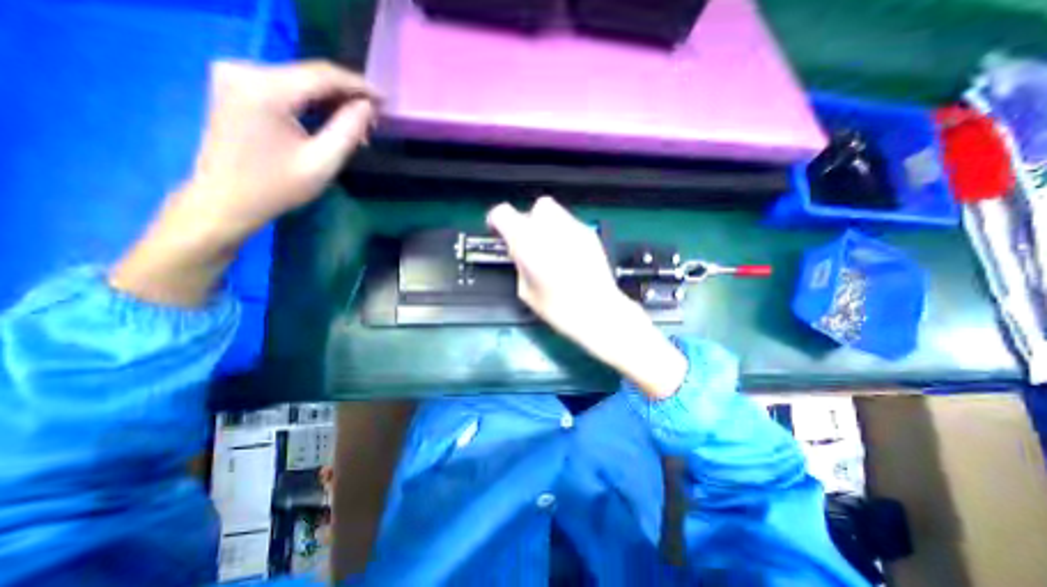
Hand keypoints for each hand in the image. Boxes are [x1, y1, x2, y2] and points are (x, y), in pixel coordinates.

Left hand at [182, 59, 379, 242]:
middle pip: (311, 75)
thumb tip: (369, 107)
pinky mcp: (237, 87)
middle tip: (374, 122)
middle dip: (347, 97)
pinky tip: (332, 122)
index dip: (359, 85)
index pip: (323, 75)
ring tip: (358, 129)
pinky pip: (287, 88)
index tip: (386, 100)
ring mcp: (237, 75)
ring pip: (301, 81)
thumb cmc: (277, 187)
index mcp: (265, 88)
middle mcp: (246, 70)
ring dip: (333, 103)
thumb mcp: (323, 162)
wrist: (225, 198)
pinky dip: (314, 104)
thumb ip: (348, 130)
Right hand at [489, 198, 692, 397]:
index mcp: (527, 241)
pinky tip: (566, 253)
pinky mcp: (589, 234)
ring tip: (548, 247)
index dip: (497, 221)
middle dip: (528, 220)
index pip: (503, 213)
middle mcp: (549, 227)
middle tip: (528, 242)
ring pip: (554, 211)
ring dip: (546, 225)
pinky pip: (569, 224)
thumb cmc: (558, 308)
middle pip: (535, 207)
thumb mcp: (526, 291)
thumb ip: (519, 264)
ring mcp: (573, 228)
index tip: (499, 232)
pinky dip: (562, 232)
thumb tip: (520, 253)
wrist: (598, 312)